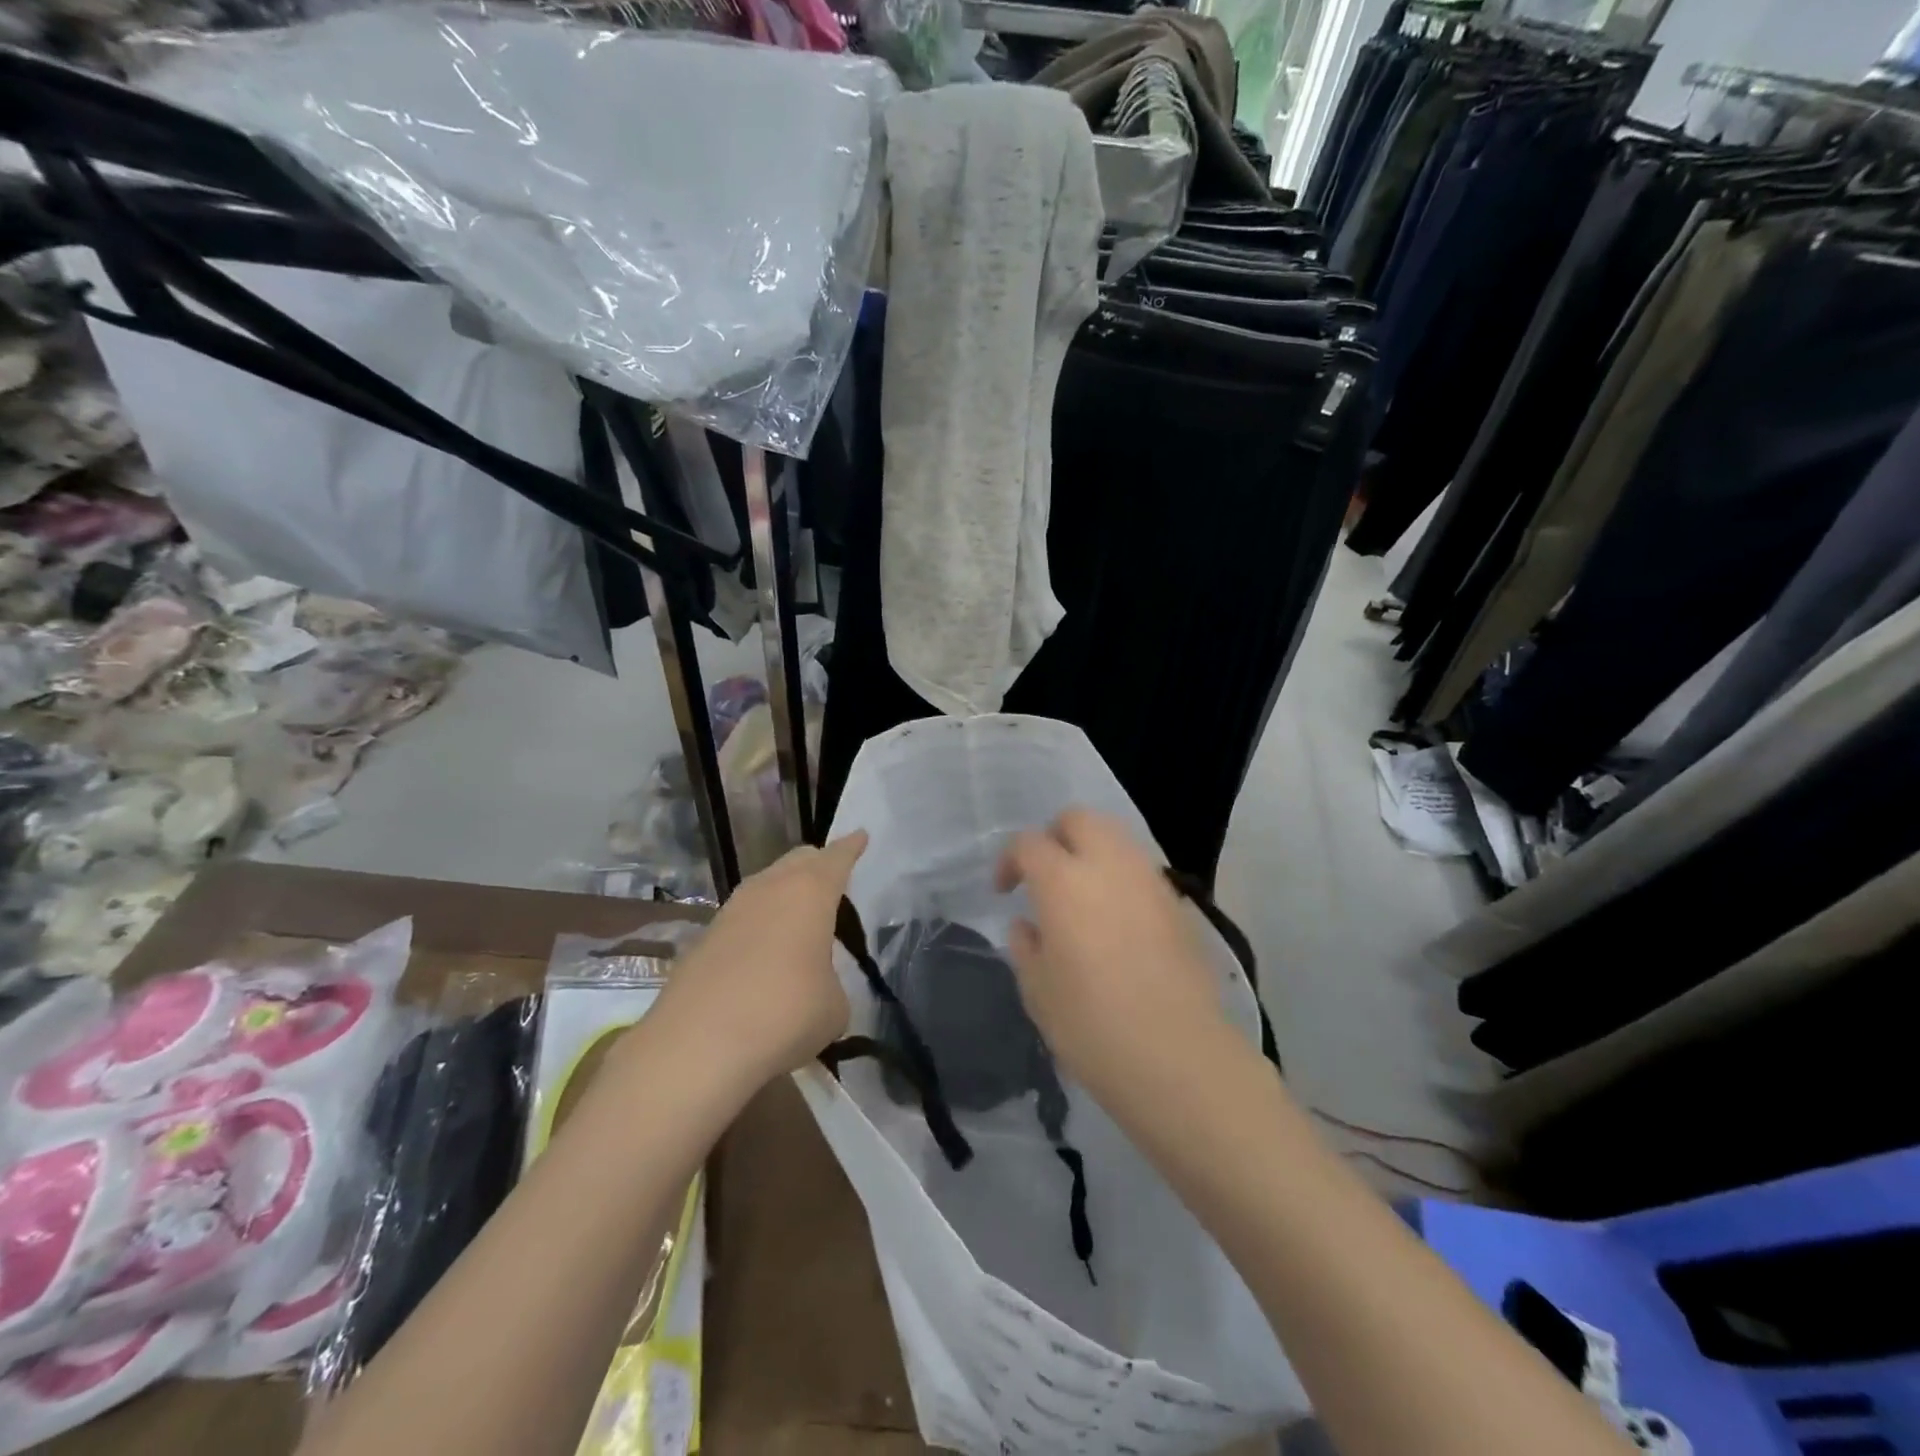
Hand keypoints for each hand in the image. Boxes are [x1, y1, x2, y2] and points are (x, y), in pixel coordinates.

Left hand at [652, 832, 867, 1085]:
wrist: (696, 1047)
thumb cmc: (785, 1015)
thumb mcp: (834, 1006)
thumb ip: (831, 981)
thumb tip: (814, 983)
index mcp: (810, 892)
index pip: (837, 857)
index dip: (851, 847)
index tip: (860, 835)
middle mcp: (769, 889)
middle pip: (797, 860)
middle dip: (817, 864)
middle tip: (832, 877)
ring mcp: (731, 911)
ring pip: (765, 885)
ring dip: (784, 893)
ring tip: (799, 916)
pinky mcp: (703, 939)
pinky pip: (742, 917)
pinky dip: (759, 924)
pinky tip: (764, 952)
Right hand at [995, 809, 1230, 1096]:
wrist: (1178, 1057)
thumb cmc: (1093, 1026)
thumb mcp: (1038, 992)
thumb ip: (1026, 947)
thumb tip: (1029, 925)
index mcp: (1063, 881)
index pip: (1029, 843)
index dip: (1010, 861)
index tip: (1005, 892)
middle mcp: (1108, 865)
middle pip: (1079, 819)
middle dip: (1055, 837)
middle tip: (1045, 876)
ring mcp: (1149, 880)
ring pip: (1116, 837)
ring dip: (1091, 852)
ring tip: (1082, 896)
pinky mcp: (1178, 903)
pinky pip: (1141, 869)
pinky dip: (1121, 877)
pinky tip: (1116, 919)